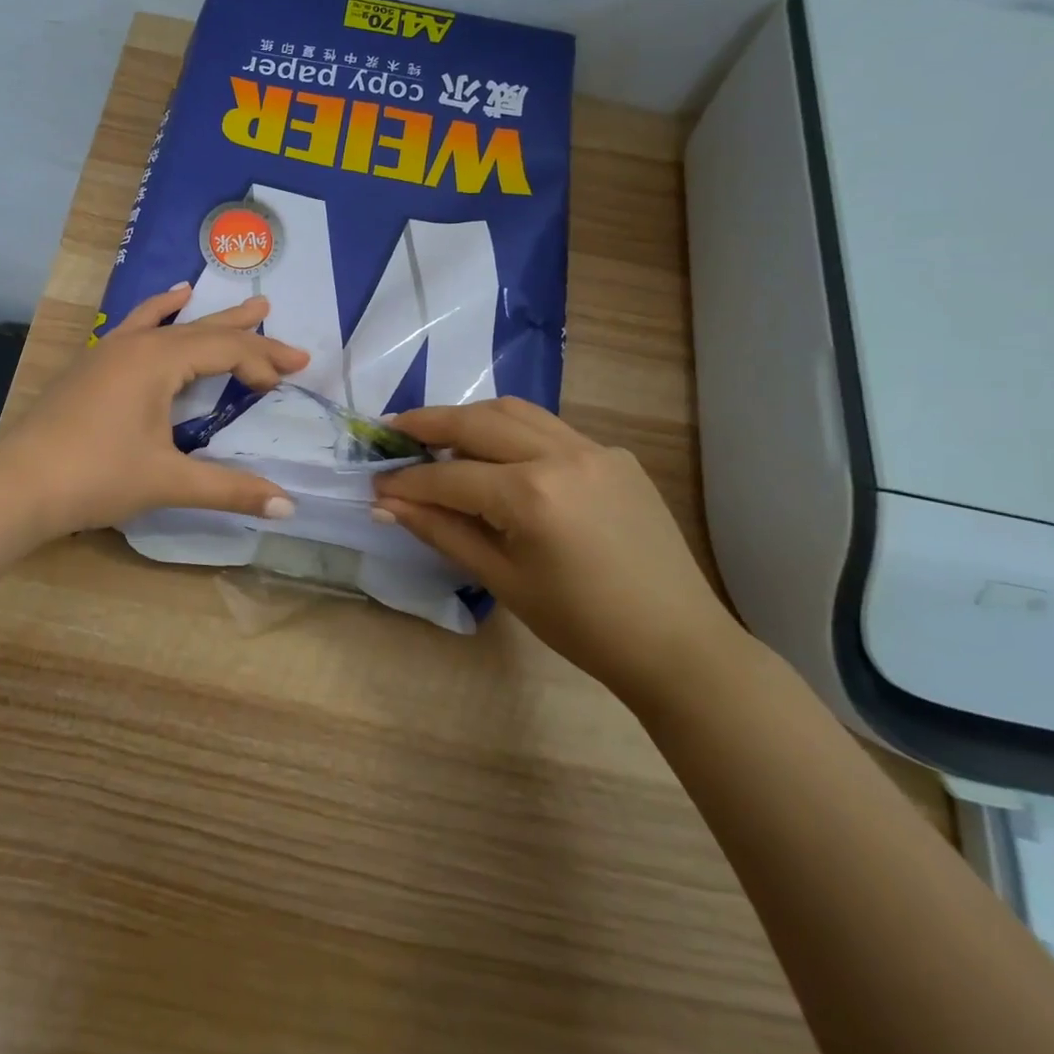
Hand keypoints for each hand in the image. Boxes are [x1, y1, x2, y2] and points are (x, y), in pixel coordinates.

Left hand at [0, 286, 308, 537]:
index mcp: (158, 361)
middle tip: (279, 323)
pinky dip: (158, 314)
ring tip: (235, 300)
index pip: (224, 350)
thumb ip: (230, 489)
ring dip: (204, 316)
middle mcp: (135, 344)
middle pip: (201, 330)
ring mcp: (108, 351)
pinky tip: (165, 303)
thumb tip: (288, 509)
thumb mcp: (168, 481)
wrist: (16, 485)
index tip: (287, 383)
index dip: (261, 363)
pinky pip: (135, 326)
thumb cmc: (96, 477)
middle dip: (244, 331)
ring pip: (167, 323)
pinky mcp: (91, 366)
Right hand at [370, 399, 745, 706]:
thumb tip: (387, 505)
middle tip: (393, 430)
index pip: (450, 476)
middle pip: (478, 422)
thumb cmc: (580, 624)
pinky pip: (551, 429)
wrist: (676, 643)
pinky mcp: (615, 455)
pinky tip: (499, 454)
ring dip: (471, 417)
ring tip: (439, 432)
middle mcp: (562, 455)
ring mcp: (594, 449)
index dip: (407, 481)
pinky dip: (514, 431)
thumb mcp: (501, 579)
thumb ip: (441, 531)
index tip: (376, 484)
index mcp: (532, 495)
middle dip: (429, 423)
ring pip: (516, 411)